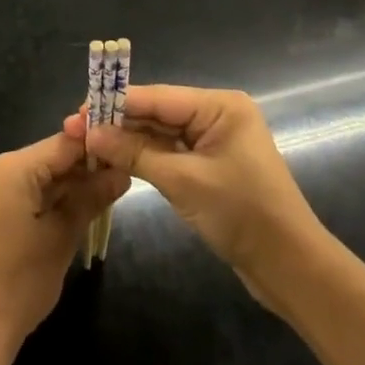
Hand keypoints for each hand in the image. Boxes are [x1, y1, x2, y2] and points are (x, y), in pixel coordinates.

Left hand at [0, 132, 127, 364]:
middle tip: (119, 182)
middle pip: (47, 159)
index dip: (96, 148)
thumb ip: (91, 198)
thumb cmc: (20, 283)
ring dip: (64, 188)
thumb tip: (122, 173)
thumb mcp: (63, 237)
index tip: (125, 155)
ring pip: (34, 177)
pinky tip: (68, 214)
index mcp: (12, 168)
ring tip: (100, 199)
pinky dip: (43, 201)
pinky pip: (18, 193)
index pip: (63, 143)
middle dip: (82, 170)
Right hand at [65, 85, 320, 300]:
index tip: (78, 111)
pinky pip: (171, 152)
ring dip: (127, 140)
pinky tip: (114, 158)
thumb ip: (135, 153)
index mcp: (220, 106)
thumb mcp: (183, 181)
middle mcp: (217, 115)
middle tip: (74, 129)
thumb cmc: (242, 214)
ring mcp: (214, 141)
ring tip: (86, 143)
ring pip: (161, 133)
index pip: (157, 97)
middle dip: (117, 121)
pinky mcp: (210, 166)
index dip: (115, 103)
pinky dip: (144, 156)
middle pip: (157, 112)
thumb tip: (90, 134)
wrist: (289, 267)